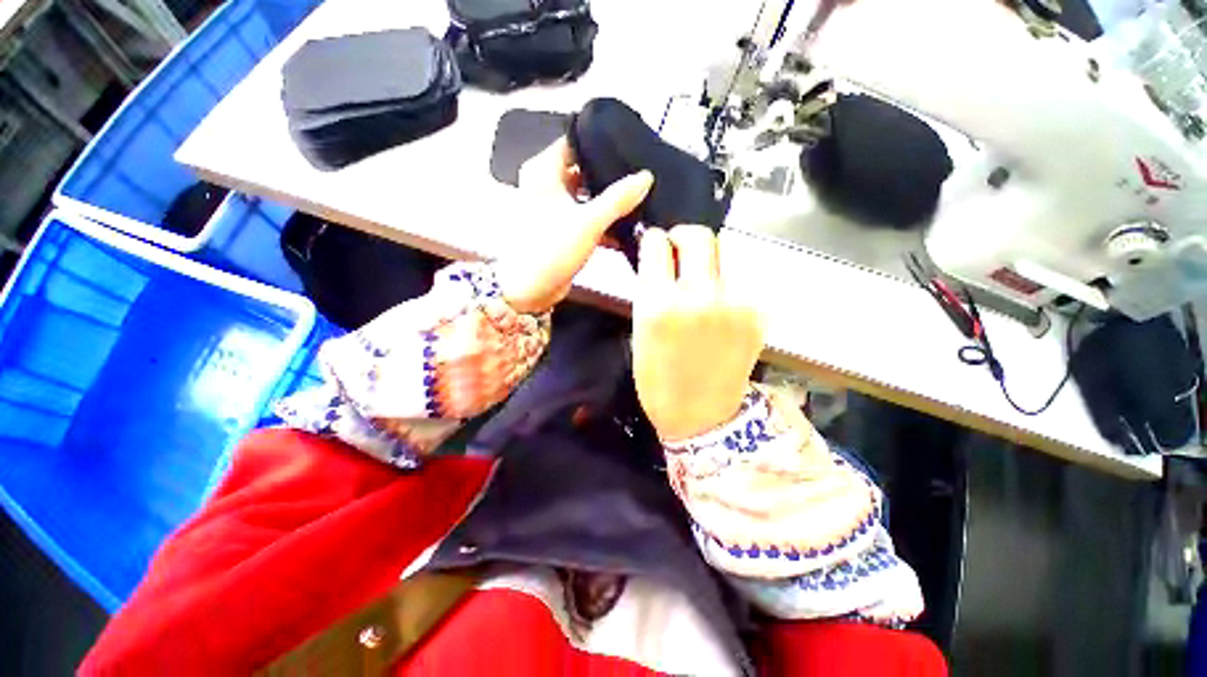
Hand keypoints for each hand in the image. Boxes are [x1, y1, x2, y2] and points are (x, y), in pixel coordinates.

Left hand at [495, 137, 652, 314]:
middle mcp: (548, 186)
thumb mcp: (588, 221)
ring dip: (610, 202)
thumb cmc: (550, 250)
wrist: (530, 290)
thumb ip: (618, 198)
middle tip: (641, 175)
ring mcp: (556, 209)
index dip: (600, 143)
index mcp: (545, 172)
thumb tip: (645, 177)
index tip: (629, 146)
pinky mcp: (564, 231)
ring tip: (640, 200)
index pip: (575, 142)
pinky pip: (588, 219)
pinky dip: (604, 223)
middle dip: (610, 176)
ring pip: (589, 197)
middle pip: (585, 171)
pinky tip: (627, 229)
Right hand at [632, 225, 764, 440]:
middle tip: (679, 250)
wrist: (701, 415)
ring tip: (700, 279)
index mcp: (659, 304)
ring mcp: (734, 303)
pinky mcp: (757, 313)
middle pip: (699, 236)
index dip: (654, 240)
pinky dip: (725, 281)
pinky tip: (718, 301)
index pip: (658, 244)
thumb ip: (649, 290)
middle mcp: (699, 297)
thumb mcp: (639, 332)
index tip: (655, 245)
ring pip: (725, 252)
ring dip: (708, 258)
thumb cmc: (659, 380)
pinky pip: (739, 278)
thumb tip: (657, 259)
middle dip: (684, 236)